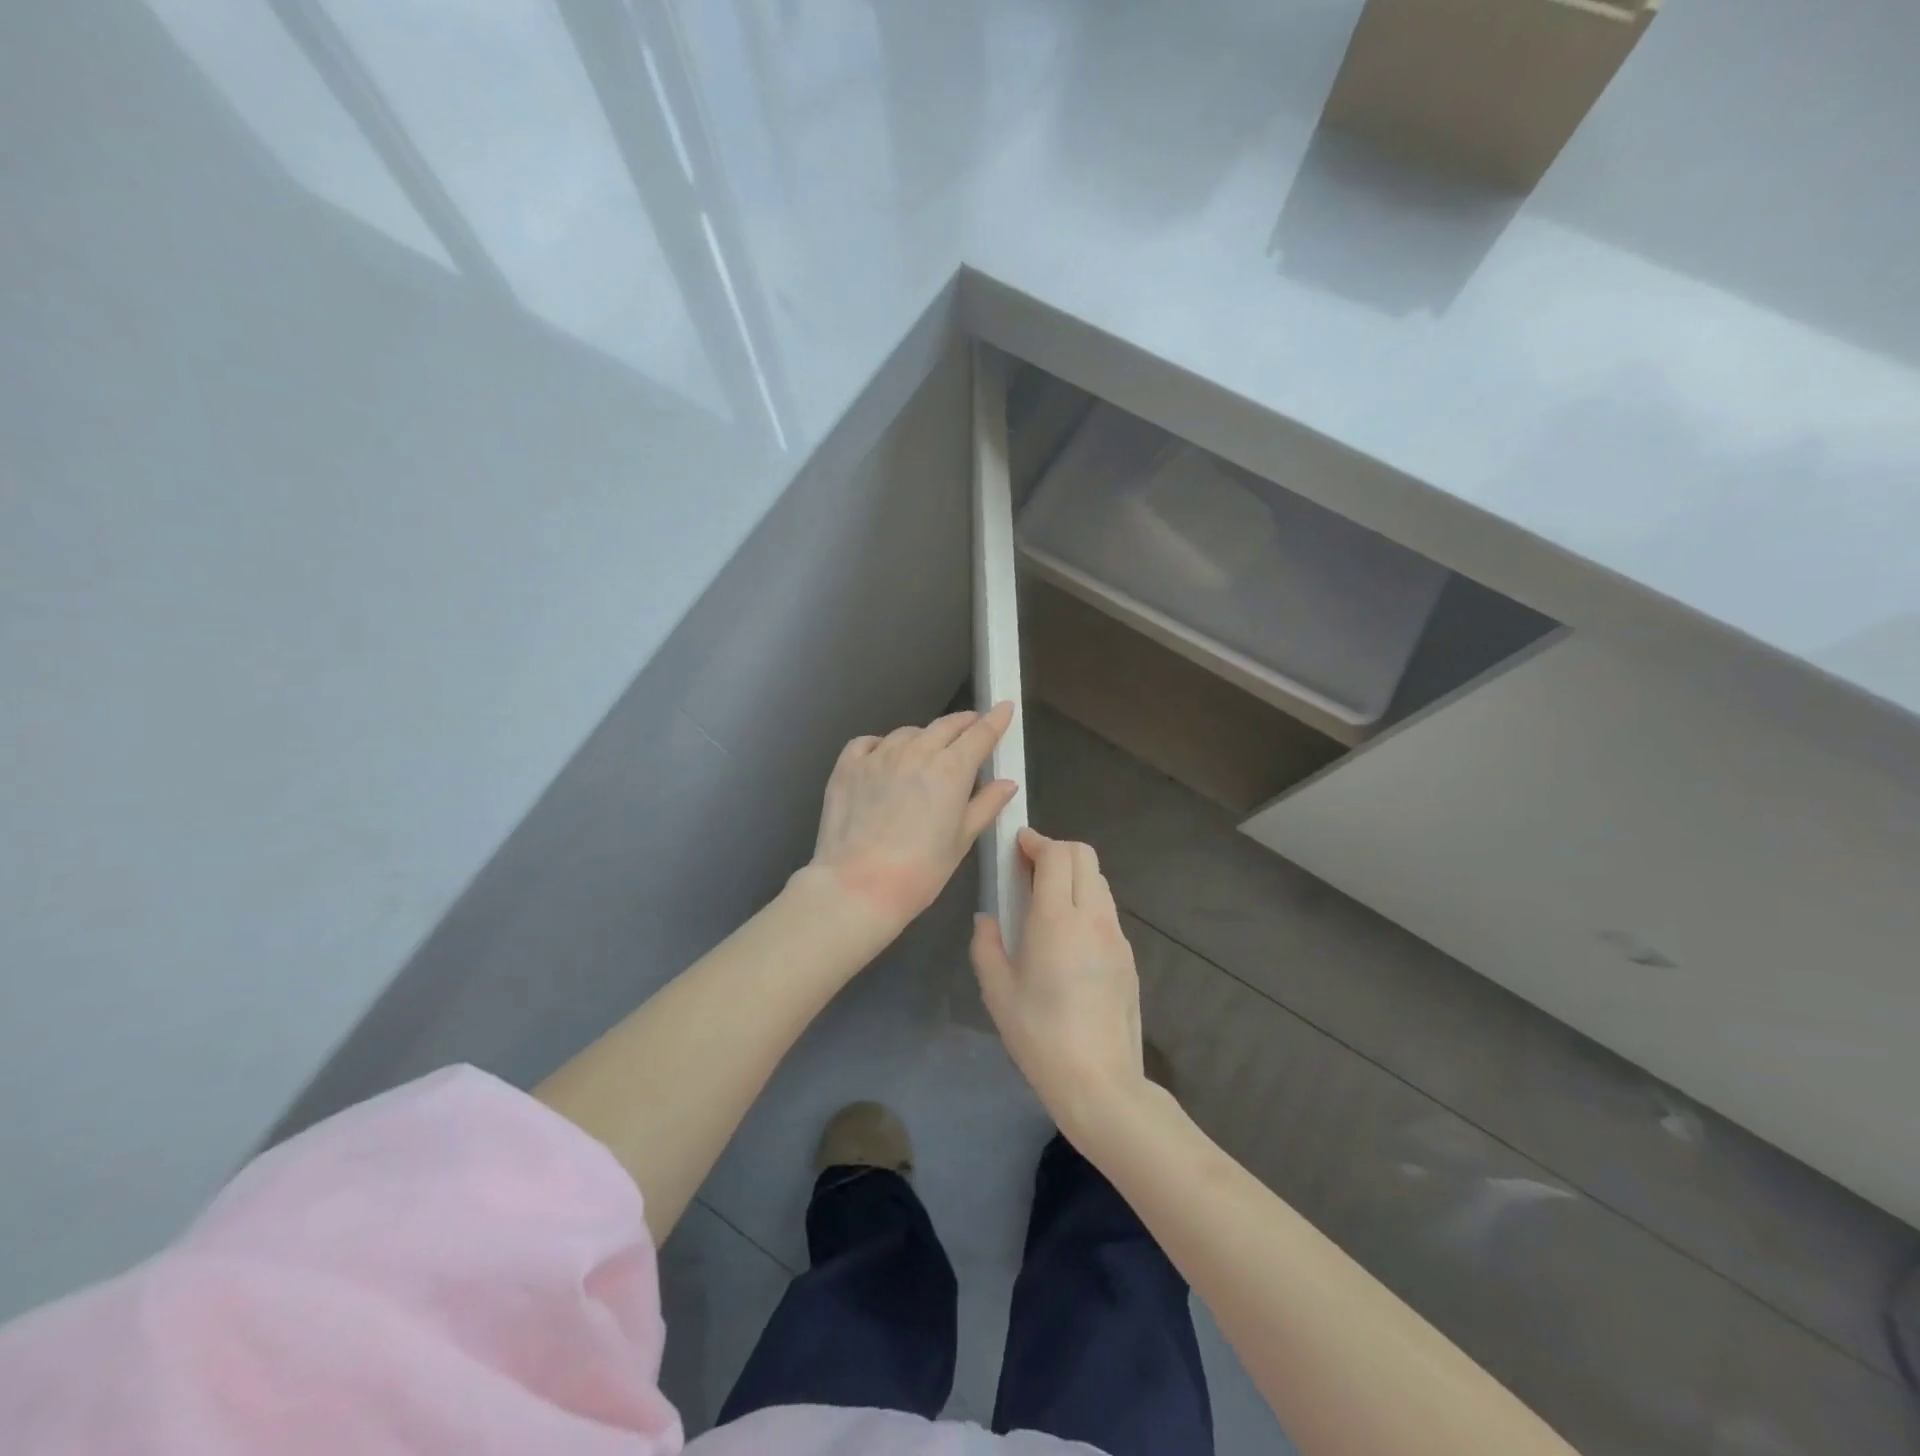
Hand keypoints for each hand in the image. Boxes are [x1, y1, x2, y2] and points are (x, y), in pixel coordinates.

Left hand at [807, 702, 1019, 935]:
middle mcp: (916, 751)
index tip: (1004, 708)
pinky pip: (869, 743)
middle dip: (963, 724)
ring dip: (923, 737)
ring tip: (927, 751)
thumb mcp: (961, 840)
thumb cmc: (920, 870)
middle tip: (972, 727)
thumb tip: (1007, 783)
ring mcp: (878, 755)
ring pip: (908, 733)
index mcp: (951, 769)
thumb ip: (985, 805)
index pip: (980, 734)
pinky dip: (882, 745)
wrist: (859, 885)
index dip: (995, 719)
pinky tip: (883, 758)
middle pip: (946, 726)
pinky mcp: (848, 766)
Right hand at [971, 827, 1145, 1138]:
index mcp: (1056, 919)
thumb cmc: (1039, 1036)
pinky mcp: (1129, 957)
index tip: (1017, 846)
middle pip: (1084, 855)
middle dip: (1056, 850)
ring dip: (1073, 875)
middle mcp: (1093, 917)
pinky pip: (1107, 910)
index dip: (1036, 841)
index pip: (1057, 854)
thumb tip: (988, 920)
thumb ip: (986, 945)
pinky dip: (1086, 902)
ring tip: (1046, 901)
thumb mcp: (997, 992)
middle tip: (1028, 870)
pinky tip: (1067, 936)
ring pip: (1099, 880)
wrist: (1100, 1082)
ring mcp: (1116, 936)